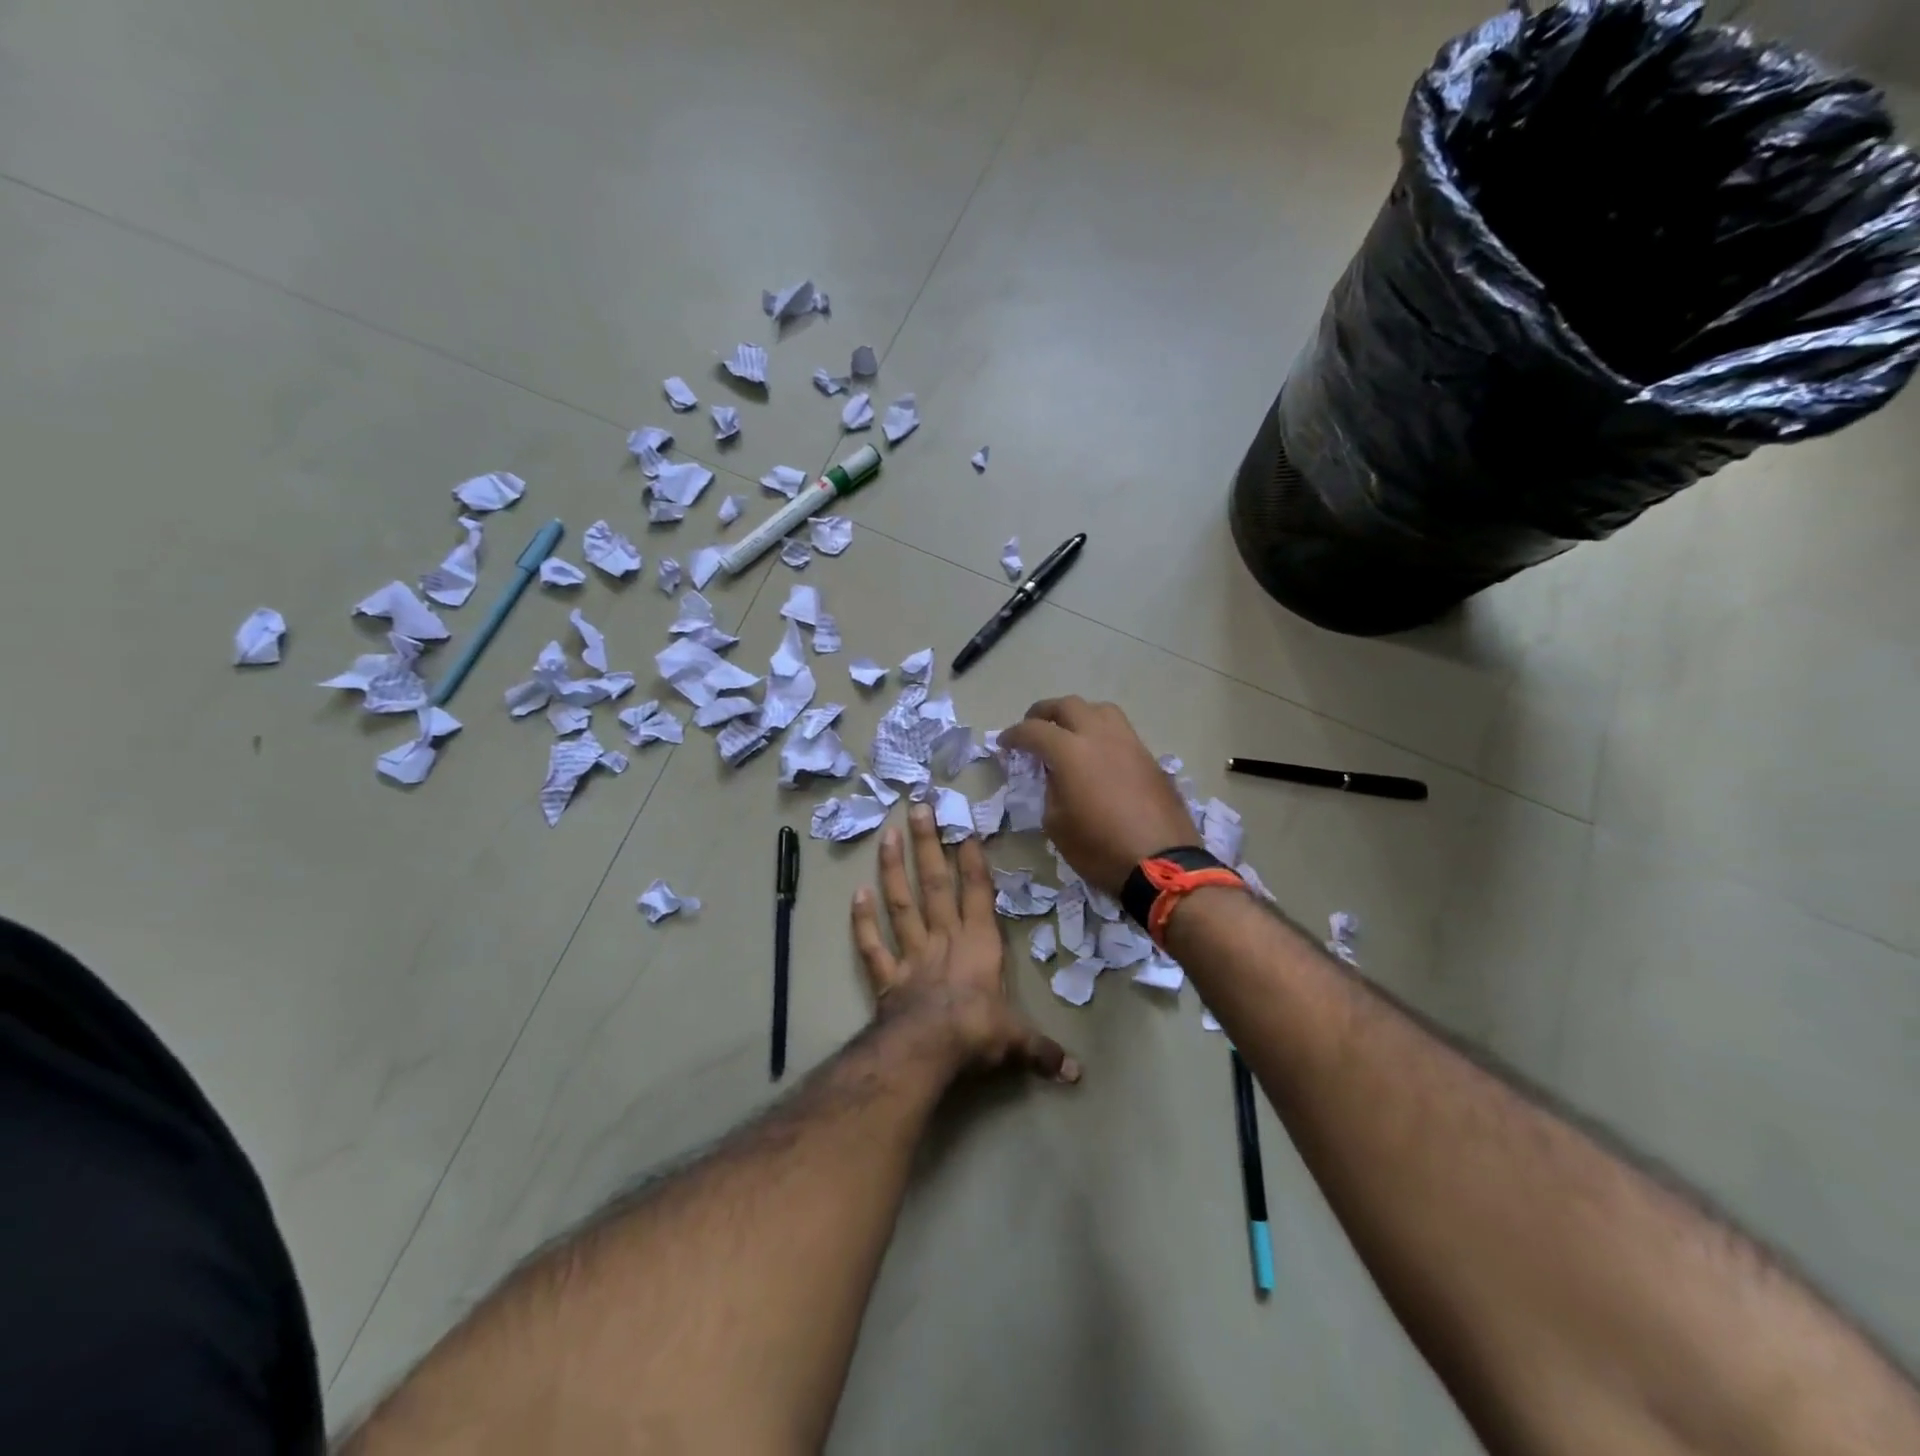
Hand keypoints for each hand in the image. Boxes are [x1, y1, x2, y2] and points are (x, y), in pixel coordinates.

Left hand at [852, 803, 1080, 1083]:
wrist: (929, 1048)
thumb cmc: (977, 1033)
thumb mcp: (1016, 1041)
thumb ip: (1042, 1050)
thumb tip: (1077, 1074)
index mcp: (978, 945)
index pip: (976, 894)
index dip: (971, 861)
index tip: (963, 829)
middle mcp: (943, 939)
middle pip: (934, 884)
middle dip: (927, 844)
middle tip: (917, 807)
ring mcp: (911, 953)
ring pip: (900, 903)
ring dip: (892, 869)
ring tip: (888, 835)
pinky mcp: (886, 975)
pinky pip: (873, 944)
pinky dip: (863, 921)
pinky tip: (856, 893)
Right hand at [1000, 697, 1198, 896]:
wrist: (1163, 864)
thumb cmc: (1100, 848)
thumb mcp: (1057, 824)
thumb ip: (1050, 790)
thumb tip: (1056, 775)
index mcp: (1071, 752)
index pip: (1034, 731)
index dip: (1014, 735)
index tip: (1005, 744)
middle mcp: (1100, 736)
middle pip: (1068, 705)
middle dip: (1044, 712)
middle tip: (1033, 727)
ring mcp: (1129, 743)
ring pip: (1100, 710)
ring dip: (1078, 715)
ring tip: (1069, 733)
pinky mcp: (1149, 757)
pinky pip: (1120, 731)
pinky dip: (1101, 733)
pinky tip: (1098, 755)